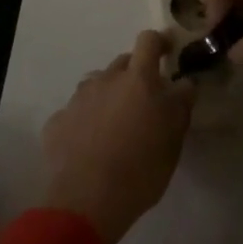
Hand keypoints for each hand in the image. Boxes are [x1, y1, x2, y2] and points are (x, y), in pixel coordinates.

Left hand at [41, 31, 193, 243]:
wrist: (86, 201)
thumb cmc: (140, 169)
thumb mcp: (174, 139)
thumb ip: (180, 105)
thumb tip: (185, 83)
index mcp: (138, 80)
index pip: (148, 41)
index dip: (160, 42)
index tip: (168, 51)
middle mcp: (105, 80)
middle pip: (122, 63)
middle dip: (135, 75)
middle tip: (144, 102)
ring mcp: (78, 99)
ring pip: (97, 85)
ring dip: (109, 96)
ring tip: (115, 125)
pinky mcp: (57, 121)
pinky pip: (76, 111)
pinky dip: (85, 120)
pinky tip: (89, 145)